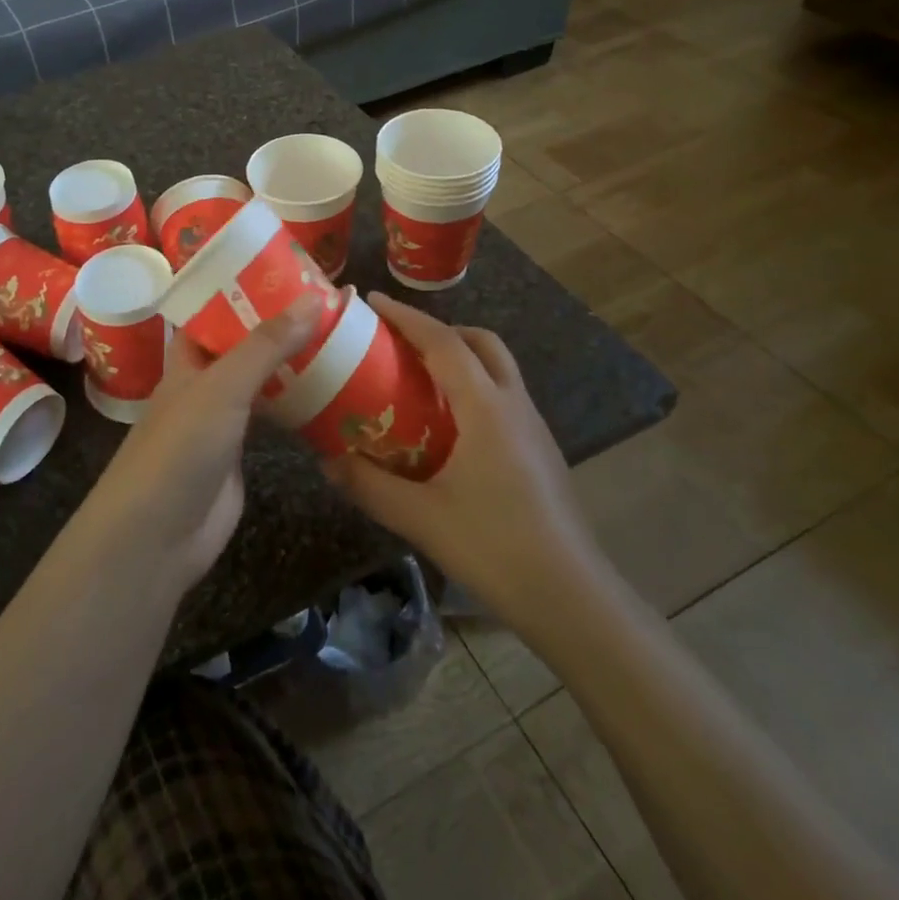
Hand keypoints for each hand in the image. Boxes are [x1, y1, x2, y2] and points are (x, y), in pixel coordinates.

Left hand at [79, 296, 323, 597]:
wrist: (158, 535)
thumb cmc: (180, 448)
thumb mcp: (222, 386)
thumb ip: (266, 344)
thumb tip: (315, 297)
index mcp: (187, 357)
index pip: (214, 310)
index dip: (245, 288)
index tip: (288, 267)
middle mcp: (203, 382)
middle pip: (243, 343)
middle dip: (279, 323)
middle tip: (329, 299)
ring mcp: (222, 419)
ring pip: (261, 379)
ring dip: (291, 361)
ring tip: (338, 334)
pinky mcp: (241, 452)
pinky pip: (272, 416)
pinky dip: (296, 401)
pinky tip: (330, 388)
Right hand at [325, 293, 606, 620]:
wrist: (572, 598)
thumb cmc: (495, 548)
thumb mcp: (420, 517)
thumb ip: (369, 485)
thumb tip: (326, 461)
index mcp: (486, 409)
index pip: (444, 343)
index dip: (407, 317)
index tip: (374, 301)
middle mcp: (514, 406)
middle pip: (482, 343)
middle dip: (441, 329)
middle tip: (402, 342)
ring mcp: (534, 429)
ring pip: (499, 369)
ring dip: (462, 357)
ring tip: (420, 380)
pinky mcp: (541, 453)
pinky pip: (504, 398)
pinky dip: (475, 388)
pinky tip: (450, 428)